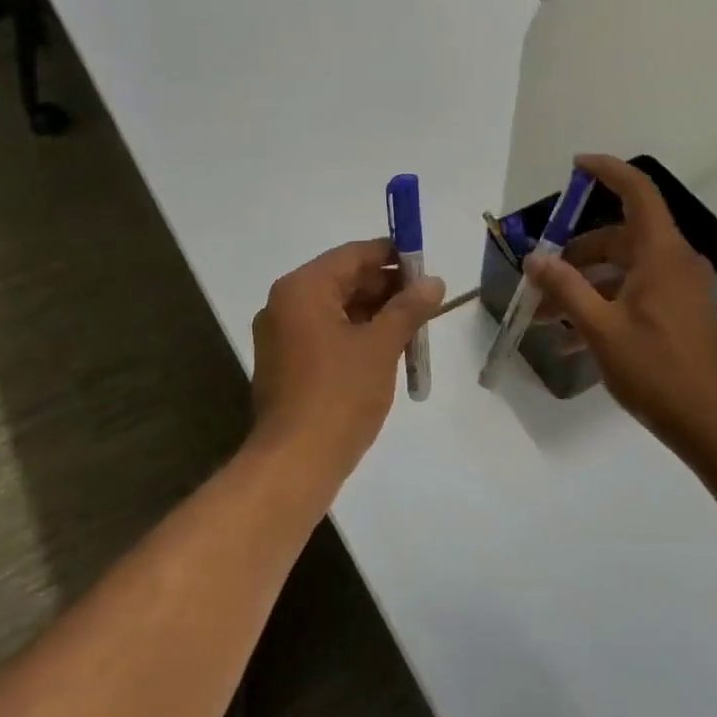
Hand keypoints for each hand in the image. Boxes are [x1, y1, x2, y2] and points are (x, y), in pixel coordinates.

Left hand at [250, 239, 444, 473]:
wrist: (296, 461)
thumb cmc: (340, 394)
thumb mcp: (382, 346)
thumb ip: (408, 308)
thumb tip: (434, 282)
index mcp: (302, 289)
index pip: (353, 255)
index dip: (393, 257)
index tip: (427, 267)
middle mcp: (285, 304)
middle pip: (344, 280)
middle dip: (387, 289)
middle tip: (427, 301)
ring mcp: (281, 336)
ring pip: (338, 310)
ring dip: (376, 315)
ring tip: (415, 328)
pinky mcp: (286, 364)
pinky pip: (327, 335)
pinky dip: (357, 336)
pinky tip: (389, 350)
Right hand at [526, 156, 716, 451]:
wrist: (713, 423)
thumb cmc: (656, 370)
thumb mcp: (601, 329)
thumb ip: (566, 289)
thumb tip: (535, 259)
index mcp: (661, 254)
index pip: (638, 192)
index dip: (607, 171)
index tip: (576, 166)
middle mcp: (675, 262)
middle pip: (620, 237)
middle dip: (576, 254)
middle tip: (541, 277)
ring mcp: (681, 290)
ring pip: (624, 270)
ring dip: (585, 287)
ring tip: (546, 318)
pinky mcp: (681, 314)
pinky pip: (636, 294)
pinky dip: (605, 305)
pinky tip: (573, 340)